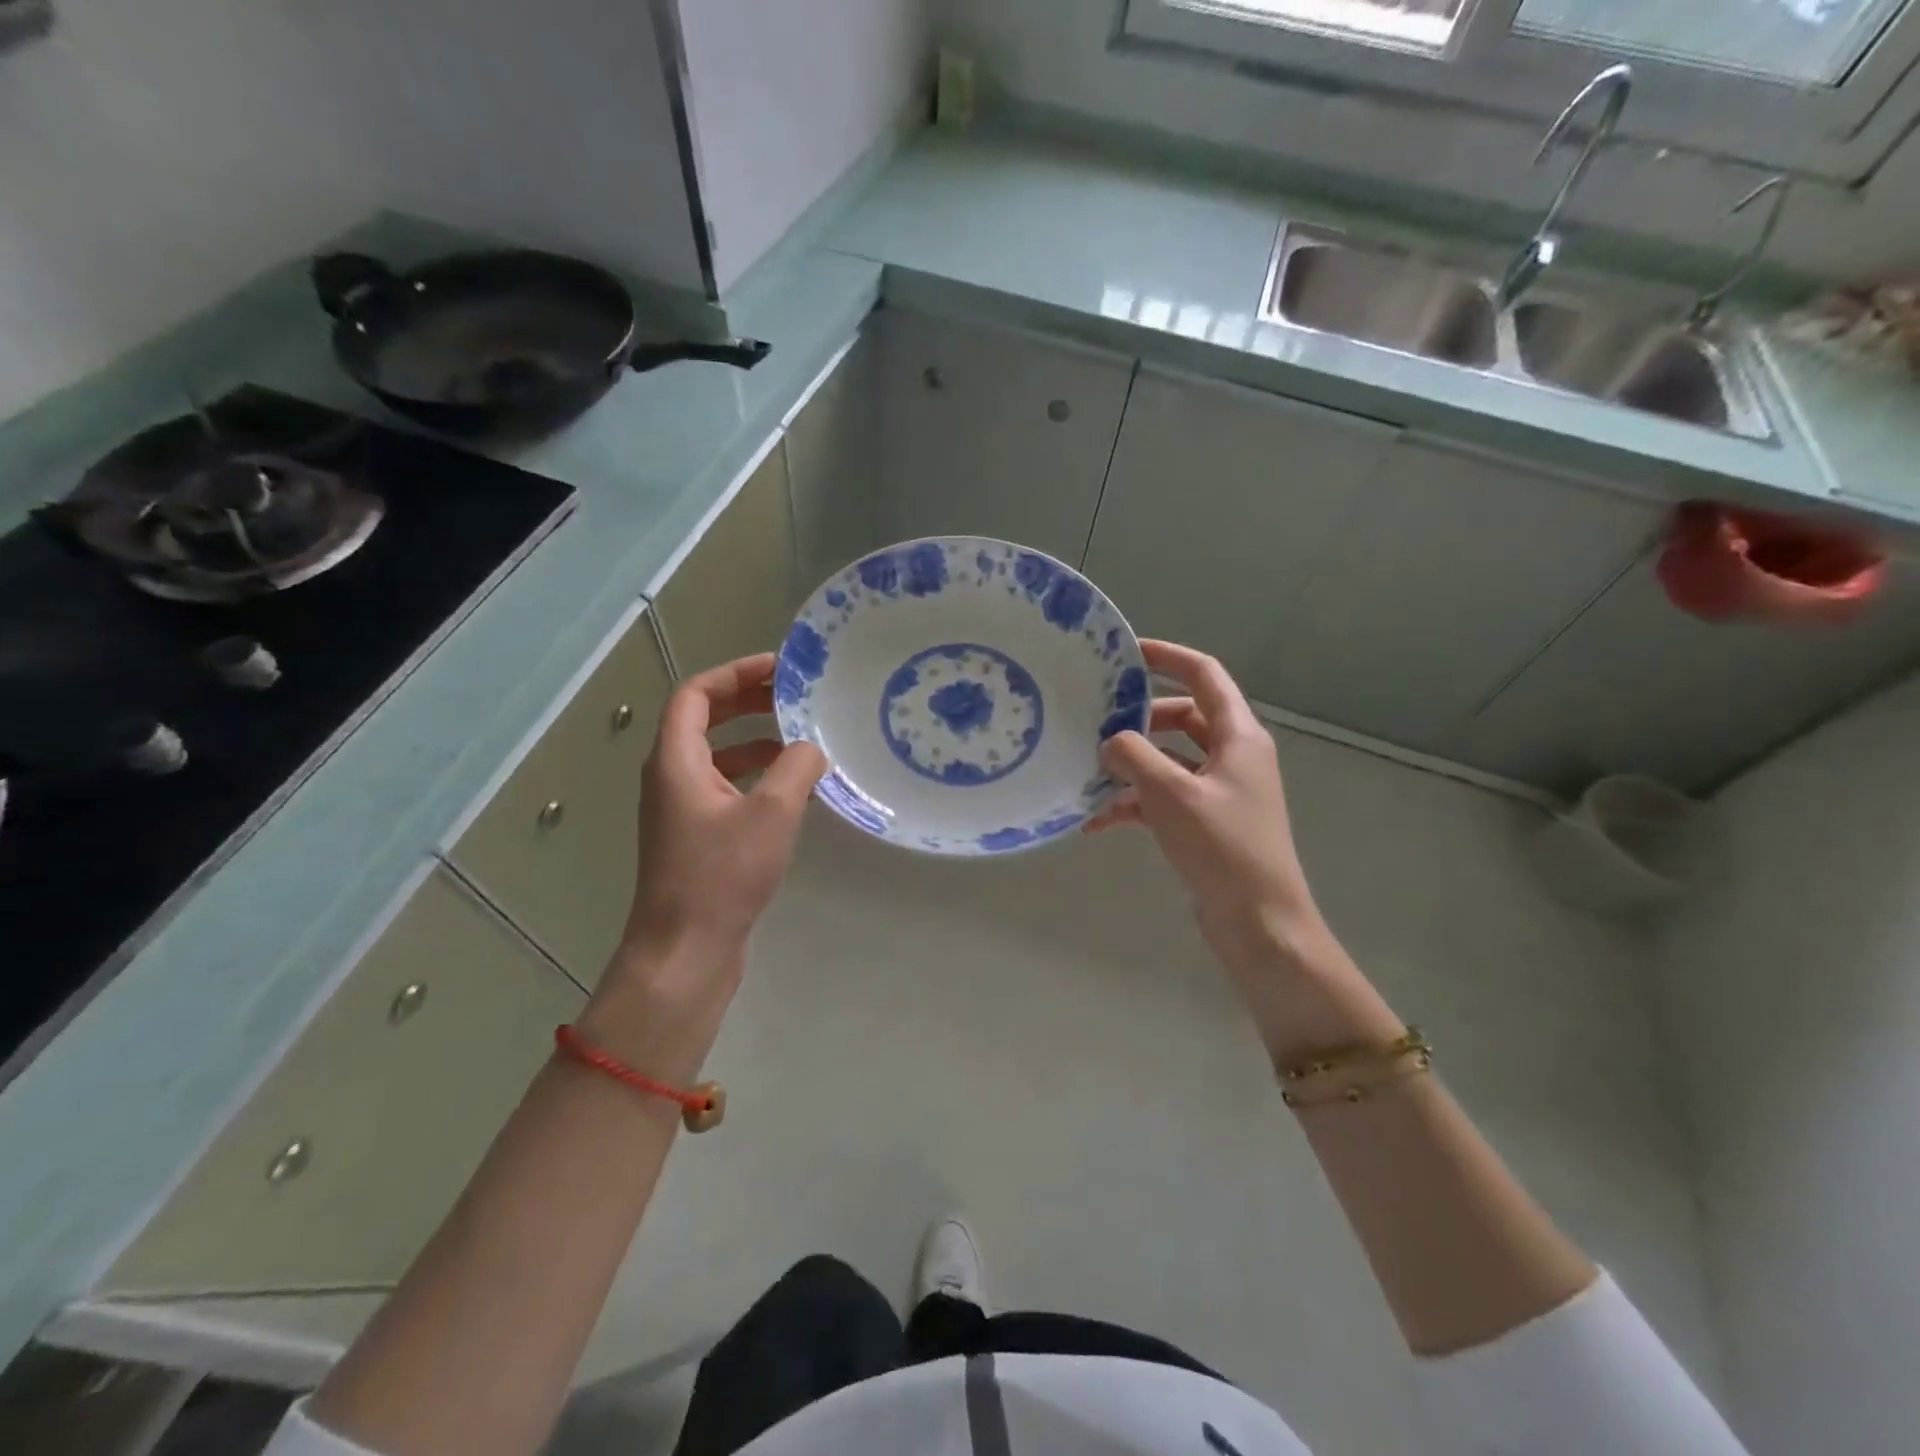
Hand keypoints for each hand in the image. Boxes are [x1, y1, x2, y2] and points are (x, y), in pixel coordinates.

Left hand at [580, 654, 825, 1080]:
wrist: (685, 951)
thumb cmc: (722, 875)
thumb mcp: (772, 813)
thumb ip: (797, 767)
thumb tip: (812, 748)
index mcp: (676, 760)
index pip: (696, 694)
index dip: (735, 673)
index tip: (779, 668)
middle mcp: (671, 777)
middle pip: (704, 719)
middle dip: (748, 701)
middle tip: (793, 694)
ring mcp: (682, 809)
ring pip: (717, 754)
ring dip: (755, 737)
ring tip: (800, 736)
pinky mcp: (696, 836)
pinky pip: (725, 786)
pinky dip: (755, 774)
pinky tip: (791, 787)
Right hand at [1087, 640, 1401, 1062]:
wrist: (1259, 922)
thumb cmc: (1223, 847)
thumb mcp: (1172, 794)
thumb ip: (1135, 757)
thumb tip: (1110, 742)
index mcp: (1239, 737)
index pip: (1204, 676)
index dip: (1168, 657)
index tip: (1126, 653)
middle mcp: (1233, 756)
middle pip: (1181, 718)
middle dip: (1138, 720)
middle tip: (1096, 722)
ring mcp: (1219, 791)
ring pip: (1168, 760)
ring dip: (1131, 765)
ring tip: (1087, 773)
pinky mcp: (1205, 823)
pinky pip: (1164, 798)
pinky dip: (1133, 804)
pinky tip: (1094, 821)